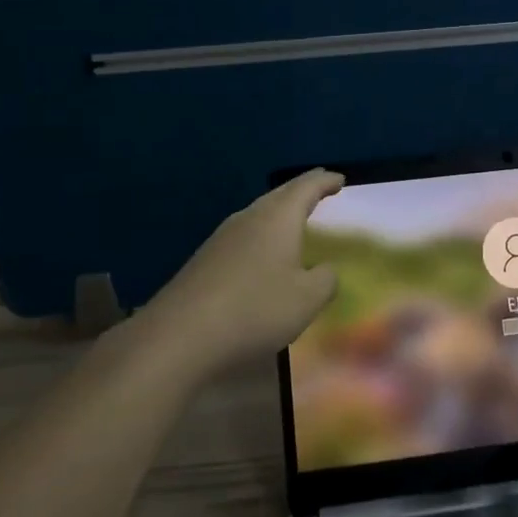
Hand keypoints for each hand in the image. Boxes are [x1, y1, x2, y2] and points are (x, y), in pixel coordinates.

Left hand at [141, 169, 344, 369]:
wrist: (179, 336)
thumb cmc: (255, 309)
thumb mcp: (307, 299)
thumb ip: (325, 280)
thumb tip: (326, 270)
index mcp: (277, 218)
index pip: (306, 187)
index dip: (325, 182)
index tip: (339, 180)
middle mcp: (248, 218)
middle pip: (279, 195)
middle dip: (302, 191)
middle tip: (321, 190)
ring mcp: (222, 238)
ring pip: (258, 215)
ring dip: (279, 214)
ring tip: (295, 221)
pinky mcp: (205, 261)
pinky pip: (243, 237)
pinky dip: (262, 236)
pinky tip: (263, 256)